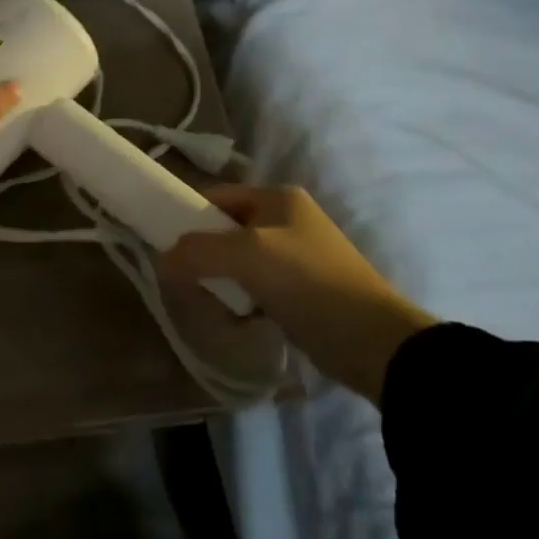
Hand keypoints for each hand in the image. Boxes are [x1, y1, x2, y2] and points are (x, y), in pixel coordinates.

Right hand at [162, 185, 436, 402]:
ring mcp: (298, 255)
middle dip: (203, 255)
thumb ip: (196, 251)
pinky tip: (238, 319)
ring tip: (213, 303)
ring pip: (239, 261)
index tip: (166, 246)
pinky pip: (257, 287)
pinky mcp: (304, 290)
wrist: (374, 342)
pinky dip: (242, 301)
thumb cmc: (307, 282)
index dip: (187, 217)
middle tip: (186, 279)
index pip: (215, 196)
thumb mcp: (244, 256)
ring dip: (221, 281)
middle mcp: (288, 219)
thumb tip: (163, 260)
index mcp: (277, 197)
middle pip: (225, 229)